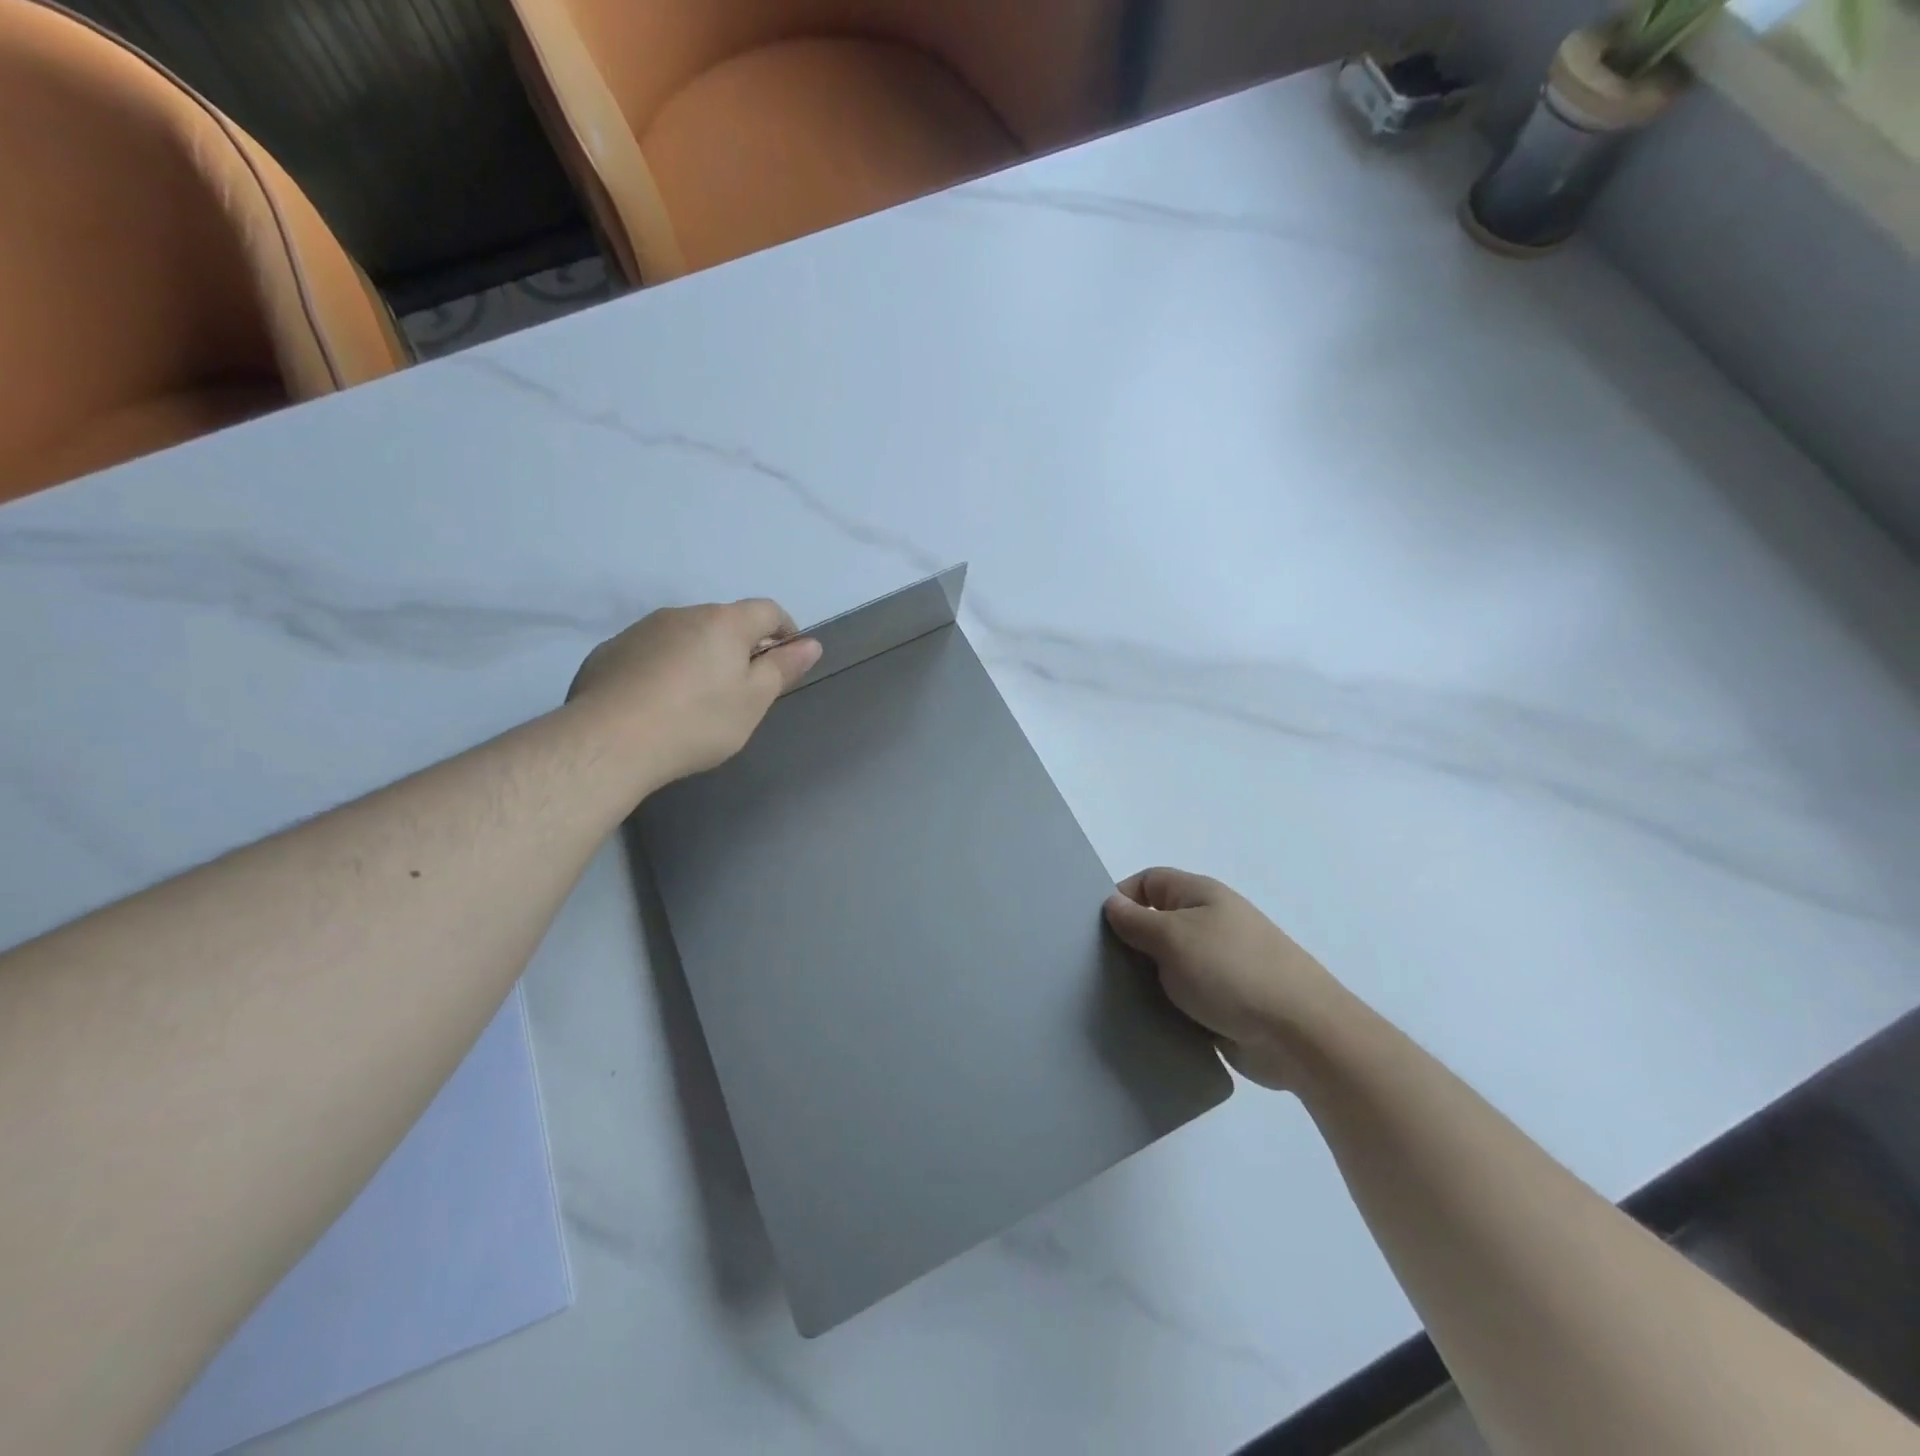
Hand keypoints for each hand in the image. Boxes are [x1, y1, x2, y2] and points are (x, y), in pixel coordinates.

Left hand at [569, 599, 821, 786]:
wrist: (609, 742)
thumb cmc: (697, 721)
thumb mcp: (753, 701)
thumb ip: (782, 668)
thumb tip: (810, 644)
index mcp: (724, 622)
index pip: (768, 610)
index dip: (786, 631)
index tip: (788, 660)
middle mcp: (682, 614)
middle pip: (724, 622)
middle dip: (740, 647)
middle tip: (742, 691)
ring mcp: (641, 630)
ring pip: (685, 636)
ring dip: (699, 657)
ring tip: (695, 701)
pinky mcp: (609, 652)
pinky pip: (650, 653)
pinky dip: (663, 669)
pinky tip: (657, 705)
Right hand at [1105, 868, 1342, 1089]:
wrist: (1300, 1035)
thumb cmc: (1232, 971)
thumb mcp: (1173, 937)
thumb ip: (1136, 921)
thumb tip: (1111, 903)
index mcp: (1200, 896)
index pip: (1148, 882)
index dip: (1120, 897)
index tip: (1095, 928)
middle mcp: (1210, 924)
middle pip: (1156, 923)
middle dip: (1128, 943)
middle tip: (1094, 966)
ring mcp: (1219, 966)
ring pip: (1167, 966)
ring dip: (1145, 980)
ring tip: (1112, 998)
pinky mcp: (1224, 1005)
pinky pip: (1183, 999)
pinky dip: (1165, 1008)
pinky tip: (1143, 1023)